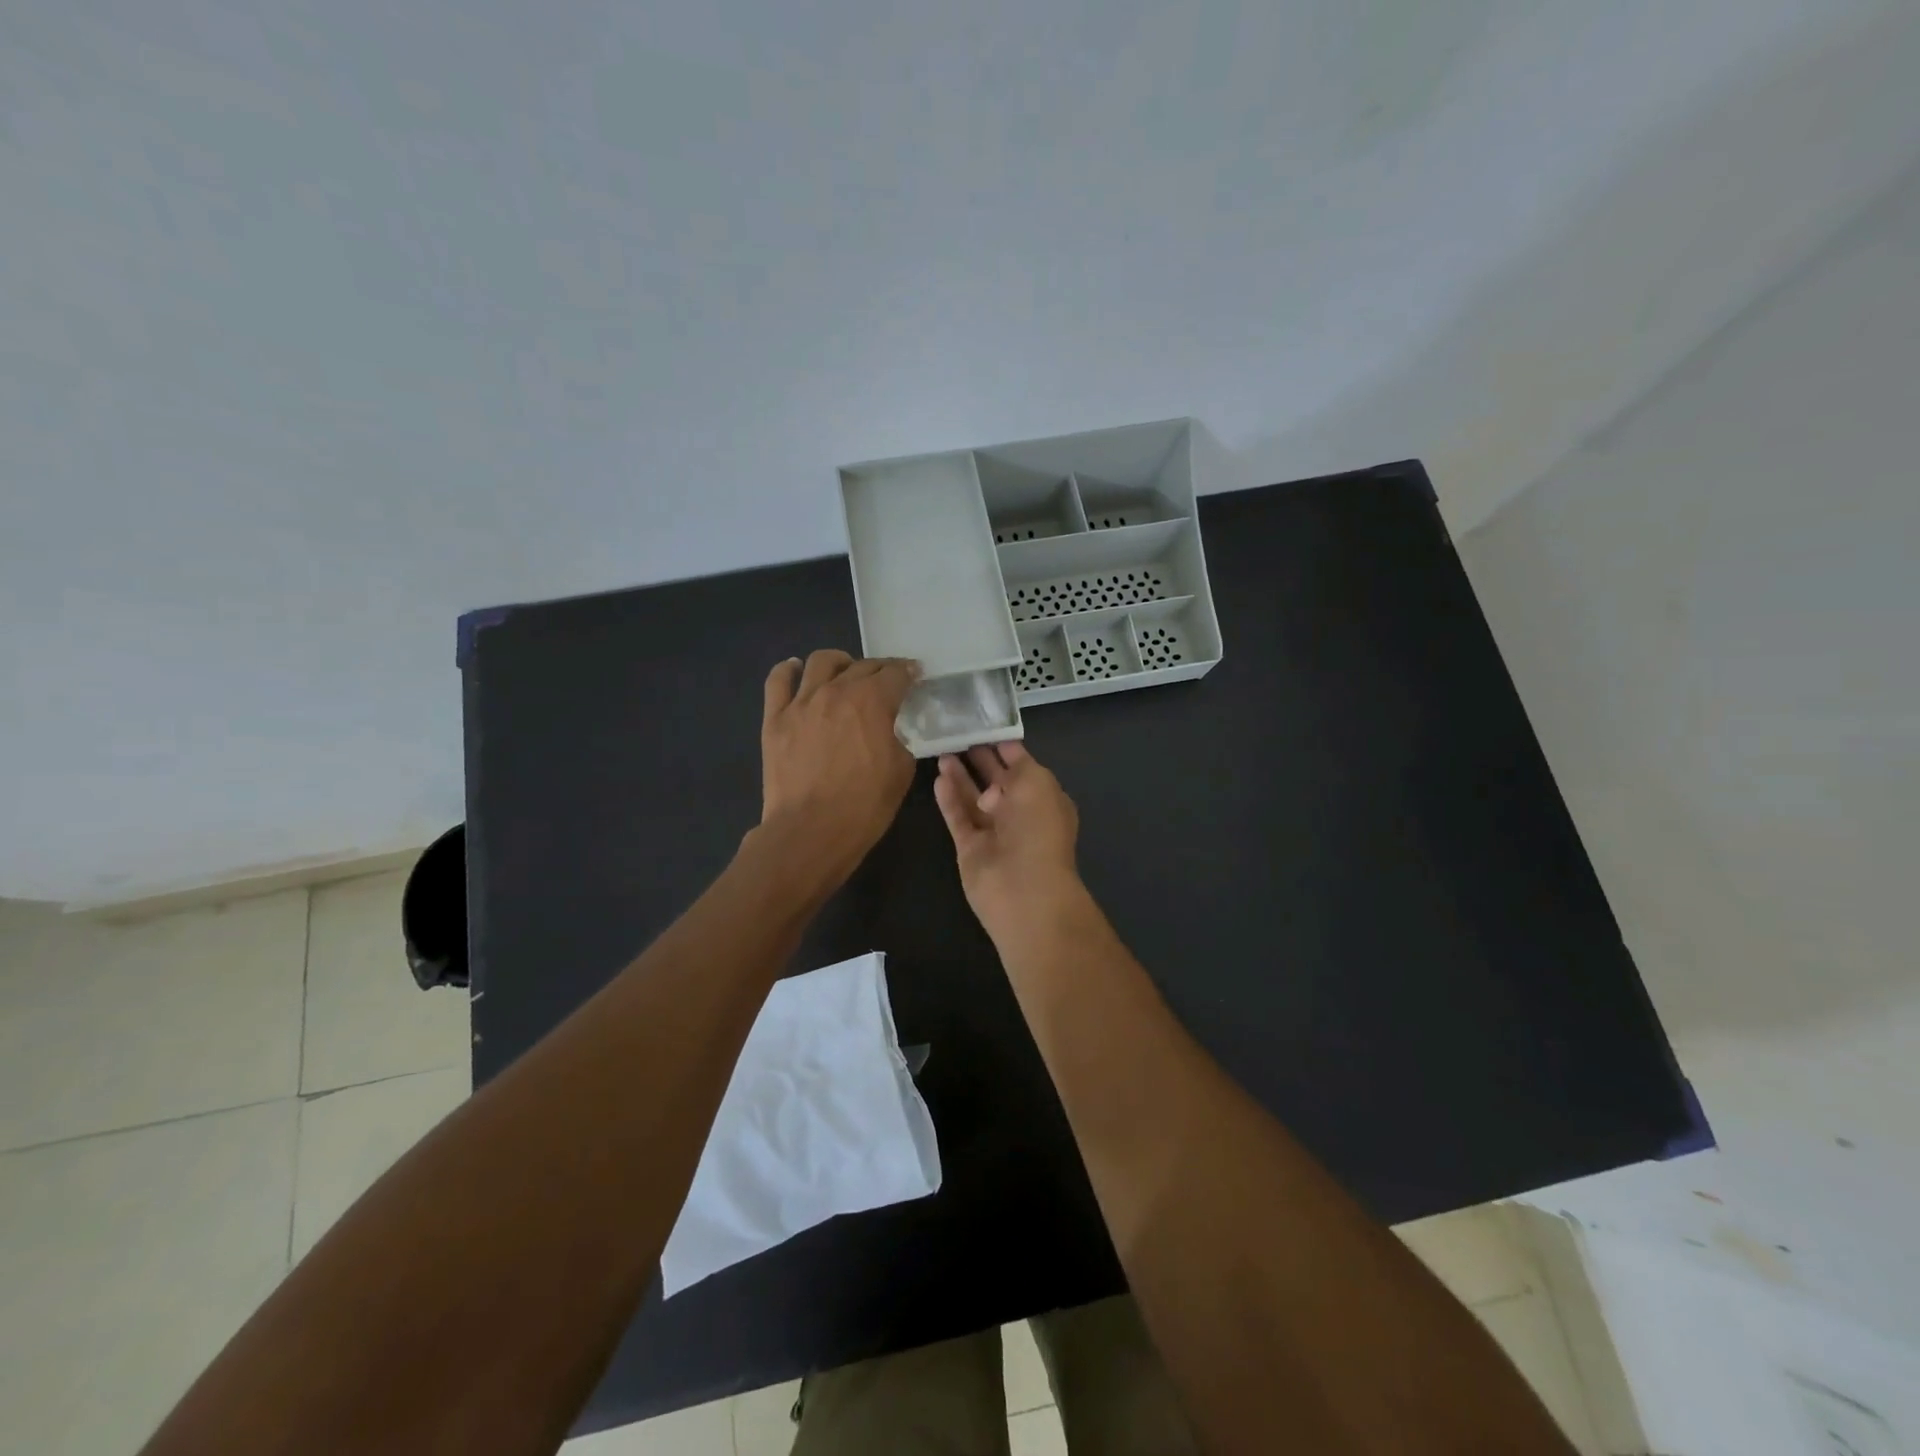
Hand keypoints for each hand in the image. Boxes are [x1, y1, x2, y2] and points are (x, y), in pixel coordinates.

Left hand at [757, 650, 918, 886]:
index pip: (896, 674)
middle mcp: (836, 691)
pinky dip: (789, 670)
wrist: (811, 832)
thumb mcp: (901, 770)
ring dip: (840, 663)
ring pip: (821, 662)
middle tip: (888, 681)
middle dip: (881, 669)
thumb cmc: (864, 805)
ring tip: (845, 674)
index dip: (909, 673)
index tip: (915, 676)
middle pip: (863, 665)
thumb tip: (893, 729)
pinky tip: (796, 671)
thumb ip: (900, 738)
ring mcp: (801, 702)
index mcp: (872, 701)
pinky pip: (778, 680)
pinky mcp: (774, 718)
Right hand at [933, 741, 1082, 943]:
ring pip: (973, 798)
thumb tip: (999, 764)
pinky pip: (958, 818)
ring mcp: (994, 832)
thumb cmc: (1038, 828)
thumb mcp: (1037, 783)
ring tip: (942, 752)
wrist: (1024, 888)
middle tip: (957, 735)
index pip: (1022, 766)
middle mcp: (1020, 814)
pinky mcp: (970, 848)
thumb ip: (1018, 766)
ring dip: (960, 777)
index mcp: (1044, 798)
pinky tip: (938, 779)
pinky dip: (949, 799)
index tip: (983, 724)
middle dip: (980, 759)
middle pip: (996, 781)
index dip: (1005, 747)